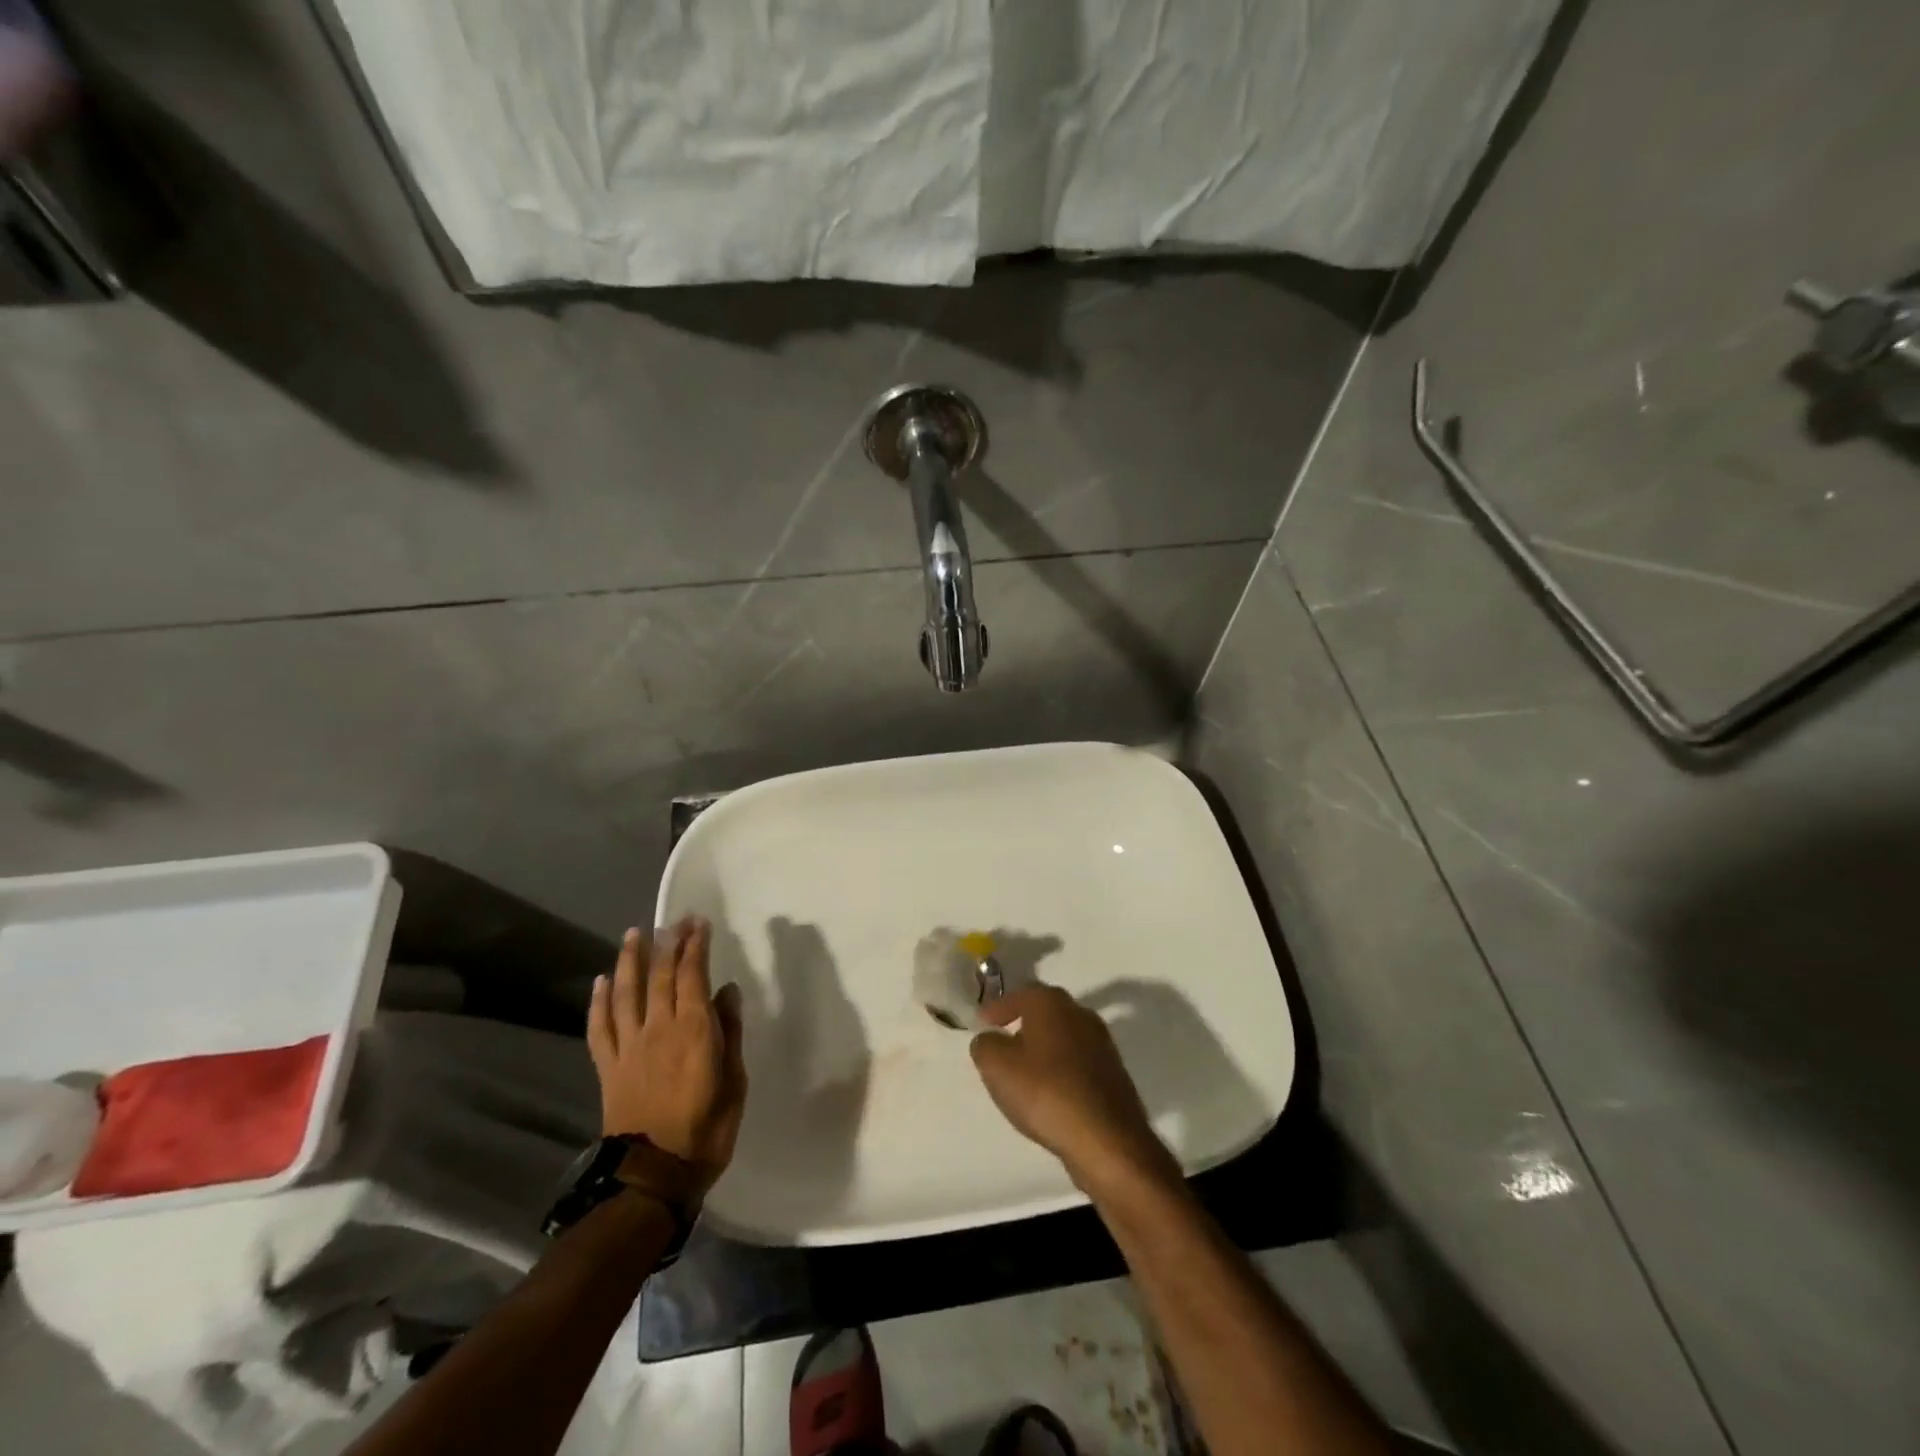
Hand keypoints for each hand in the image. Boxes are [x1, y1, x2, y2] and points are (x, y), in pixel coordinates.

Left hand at [587, 917, 746, 1191]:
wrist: (652, 1176)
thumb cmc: (706, 1129)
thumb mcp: (734, 1081)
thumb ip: (729, 1032)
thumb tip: (727, 991)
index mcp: (694, 1030)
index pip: (693, 975)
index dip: (696, 946)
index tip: (699, 923)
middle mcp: (659, 1028)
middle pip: (660, 976)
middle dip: (668, 943)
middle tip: (674, 920)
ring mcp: (629, 1047)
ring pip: (627, 993)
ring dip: (630, 960)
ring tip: (634, 934)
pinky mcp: (609, 1067)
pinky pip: (600, 1027)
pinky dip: (599, 1001)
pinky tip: (602, 980)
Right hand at [969, 985, 1178, 1193]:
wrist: (1107, 1140)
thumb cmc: (1046, 1092)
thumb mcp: (997, 1067)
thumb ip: (985, 1045)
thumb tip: (989, 1039)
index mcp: (1051, 1003)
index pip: (1019, 994)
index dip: (998, 1008)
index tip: (982, 1022)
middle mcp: (1080, 1014)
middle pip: (1044, 1012)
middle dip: (1022, 1024)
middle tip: (1001, 1043)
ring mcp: (1102, 1044)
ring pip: (1062, 1037)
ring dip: (1043, 1048)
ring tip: (1023, 1072)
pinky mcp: (1113, 1074)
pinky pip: (1077, 1063)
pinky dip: (1060, 1070)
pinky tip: (1049, 1093)